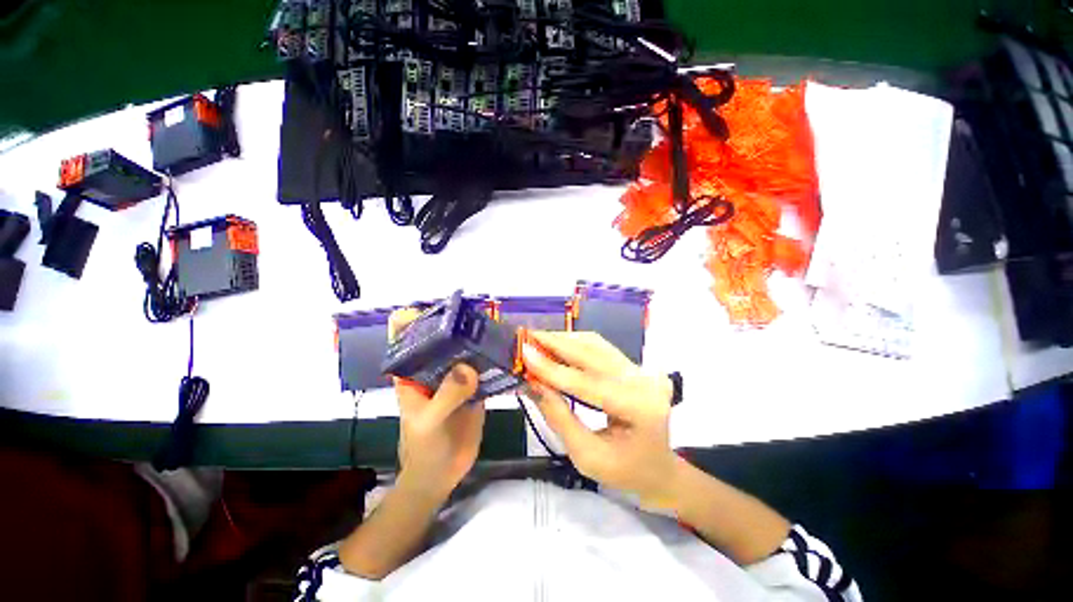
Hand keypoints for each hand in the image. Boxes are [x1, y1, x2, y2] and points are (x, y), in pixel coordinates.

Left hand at [389, 309, 484, 499]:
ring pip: (466, 351)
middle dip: (458, 325)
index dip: (417, 318)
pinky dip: (494, 360)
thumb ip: (446, 395)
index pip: (406, 338)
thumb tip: (469, 367)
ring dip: (479, 340)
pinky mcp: (475, 387)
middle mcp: (434, 369)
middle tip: (479, 314)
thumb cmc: (424, 448)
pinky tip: (508, 352)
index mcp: (413, 372)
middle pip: (443, 339)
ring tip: (497, 328)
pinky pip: (484, 368)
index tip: (440, 308)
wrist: (442, 475)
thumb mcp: (429, 422)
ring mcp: (456, 377)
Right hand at [520, 331, 678, 506]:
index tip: (524, 354)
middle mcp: (645, 382)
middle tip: (526, 337)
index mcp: (640, 409)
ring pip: (597, 345)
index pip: (588, 384)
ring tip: (537, 339)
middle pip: (594, 354)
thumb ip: (558, 416)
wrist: (659, 469)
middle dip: (556, 344)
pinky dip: (576, 344)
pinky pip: (601, 348)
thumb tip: (531, 383)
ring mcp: (643, 370)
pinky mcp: (636, 366)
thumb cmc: (624, 472)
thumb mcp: (586, 455)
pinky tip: (557, 344)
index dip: (553, 369)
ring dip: (565, 340)